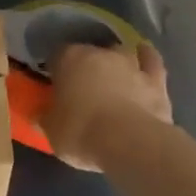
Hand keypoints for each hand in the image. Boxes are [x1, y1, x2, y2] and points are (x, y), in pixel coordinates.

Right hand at [43, 41, 171, 171]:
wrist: (129, 143)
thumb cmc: (80, 132)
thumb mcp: (51, 130)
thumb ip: (45, 117)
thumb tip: (40, 114)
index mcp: (68, 59)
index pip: (57, 55)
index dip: (55, 69)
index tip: (54, 83)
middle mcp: (99, 54)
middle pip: (89, 52)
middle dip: (85, 65)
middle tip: (81, 84)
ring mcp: (130, 64)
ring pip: (120, 53)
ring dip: (115, 61)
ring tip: (111, 73)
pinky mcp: (156, 80)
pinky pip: (151, 61)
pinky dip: (147, 57)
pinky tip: (144, 53)